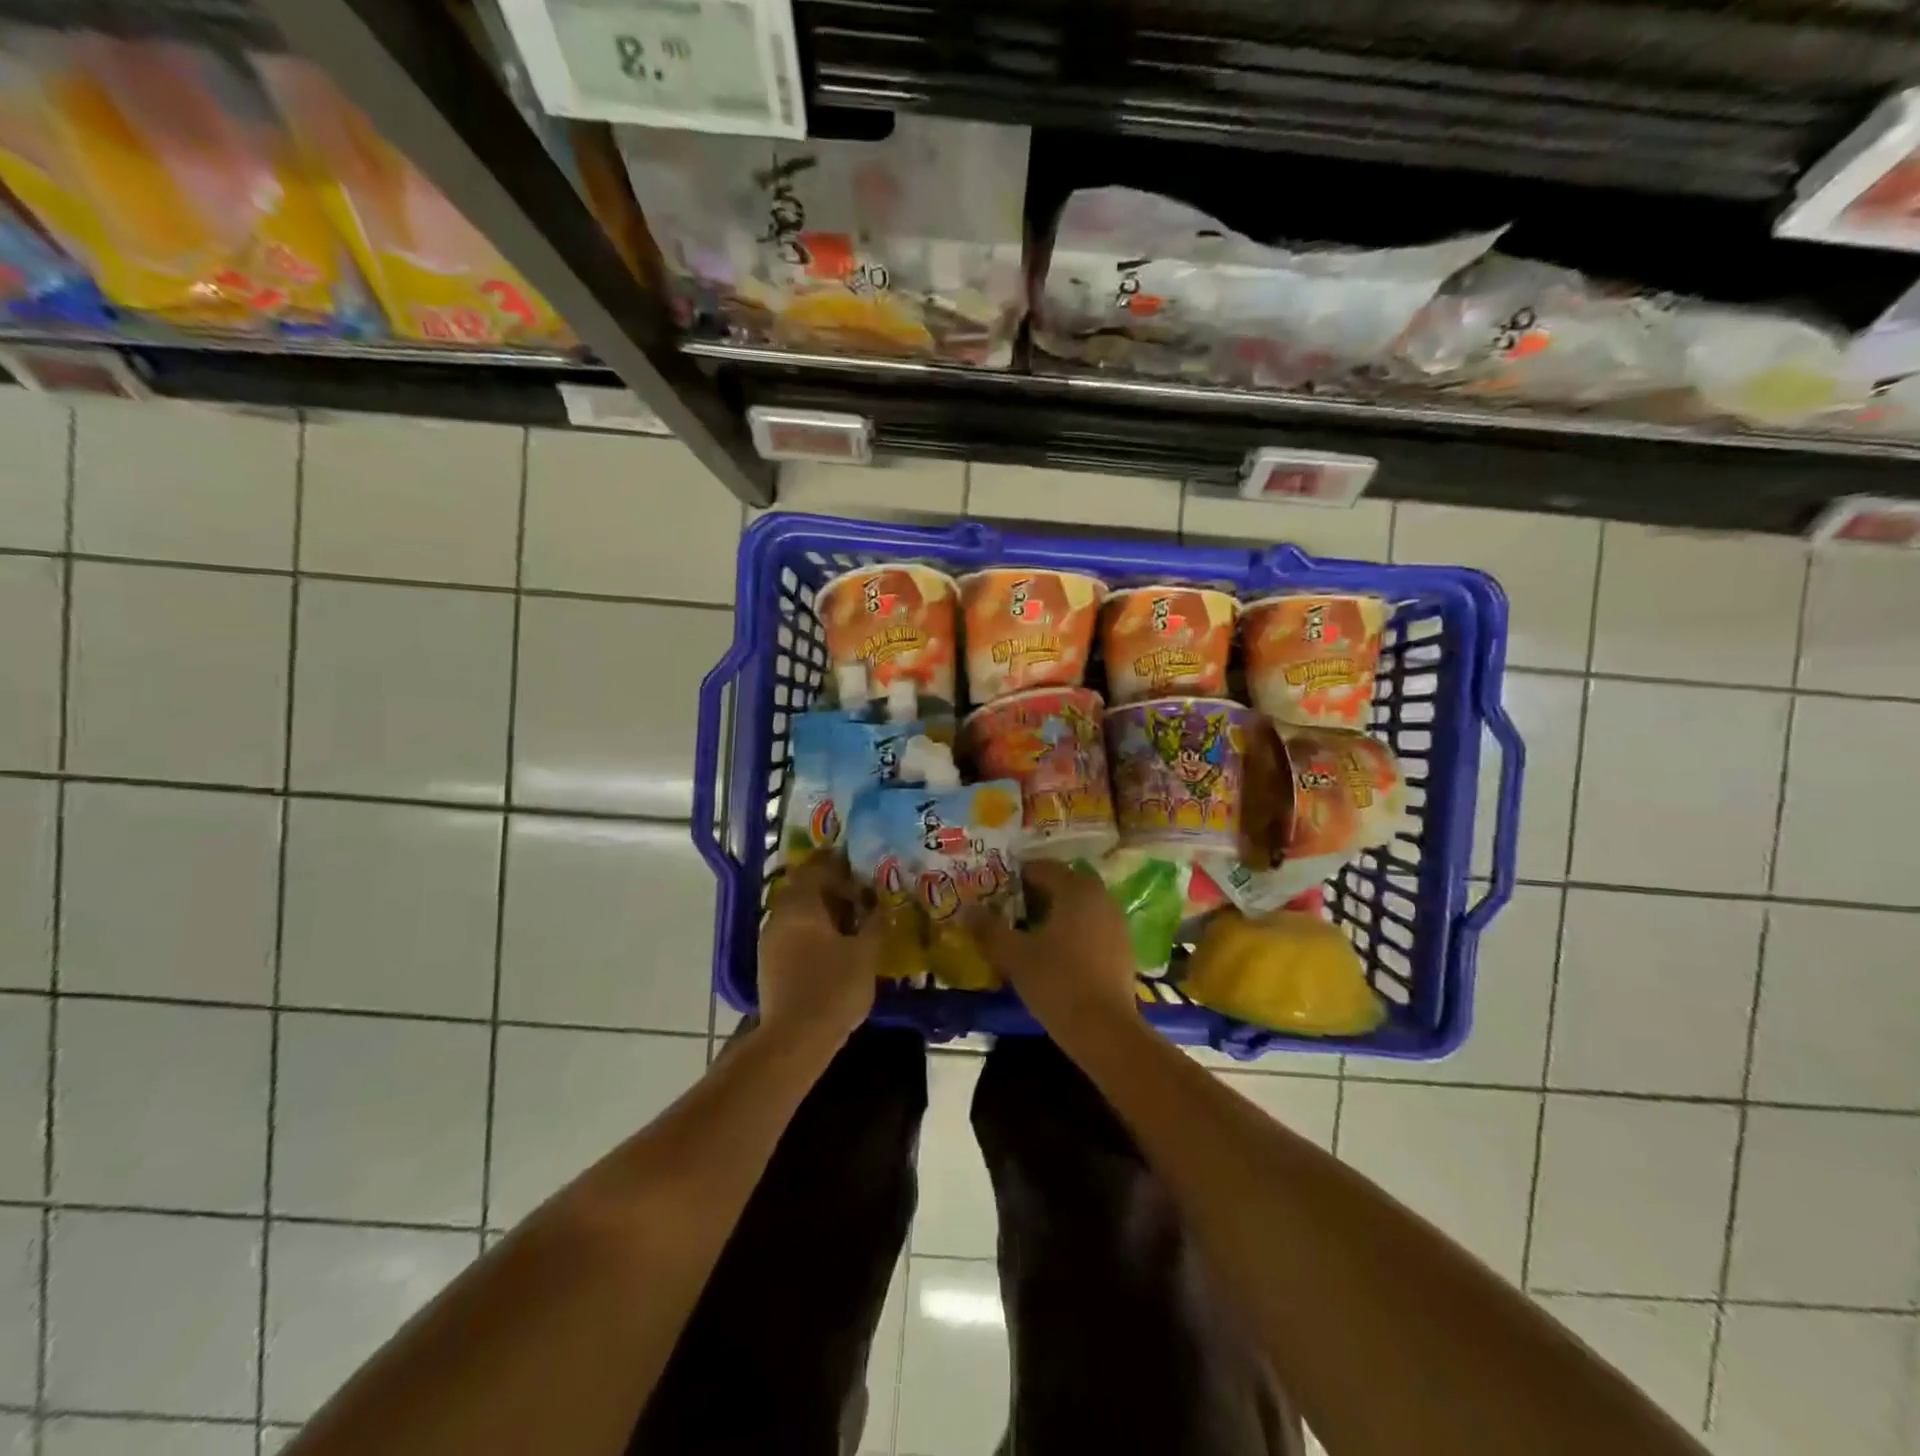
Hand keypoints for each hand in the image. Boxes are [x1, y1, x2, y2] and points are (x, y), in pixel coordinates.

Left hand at [757, 855, 881, 1048]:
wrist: (794, 1039)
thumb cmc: (833, 988)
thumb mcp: (865, 954)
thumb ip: (874, 925)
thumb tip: (880, 907)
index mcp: (800, 906)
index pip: (814, 870)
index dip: (836, 865)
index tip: (857, 867)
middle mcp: (779, 917)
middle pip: (804, 892)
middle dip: (830, 891)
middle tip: (859, 896)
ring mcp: (769, 943)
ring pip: (797, 916)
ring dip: (821, 914)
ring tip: (851, 923)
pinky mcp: (769, 966)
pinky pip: (793, 936)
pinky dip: (812, 934)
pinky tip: (834, 948)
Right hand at [969, 860, 1140, 1047]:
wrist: (1104, 1029)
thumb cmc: (1056, 982)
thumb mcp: (1014, 955)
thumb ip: (989, 929)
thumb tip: (968, 910)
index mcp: (1076, 889)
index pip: (1042, 868)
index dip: (1016, 877)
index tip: (996, 892)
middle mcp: (1100, 896)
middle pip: (1063, 885)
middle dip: (1036, 894)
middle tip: (1009, 911)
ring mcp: (1116, 922)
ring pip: (1079, 906)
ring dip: (1055, 913)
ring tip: (1029, 933)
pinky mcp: (1123, 948)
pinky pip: (1091, 926)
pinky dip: (1072, 931)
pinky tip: (1055, 953)